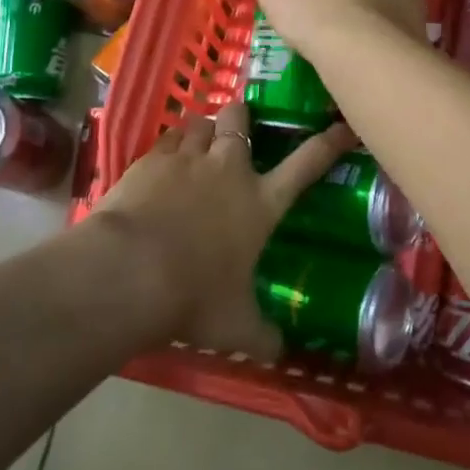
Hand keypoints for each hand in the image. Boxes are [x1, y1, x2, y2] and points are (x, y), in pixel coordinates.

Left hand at [87, 99, 355, 358]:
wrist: (128, 273)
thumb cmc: (193, 297)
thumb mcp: (235, 328)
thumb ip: (262, 337)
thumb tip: (280, 353)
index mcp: (260, 202)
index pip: (306, 164)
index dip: (328, 143)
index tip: (341, 126)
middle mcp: (228, 169)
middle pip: (240, 119)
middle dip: (241, 116)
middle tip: (238, 125)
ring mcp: (186, 159)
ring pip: (200, 123)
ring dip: (203, 130)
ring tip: (199, 142)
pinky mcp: (149, 161)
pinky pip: (165, 139)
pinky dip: (169, 145)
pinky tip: (163, 160)